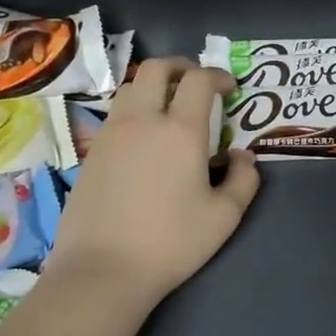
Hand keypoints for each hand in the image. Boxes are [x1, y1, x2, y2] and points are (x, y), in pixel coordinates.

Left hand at [45, 58, 258, 305]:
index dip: (217, 76)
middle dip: (181, 67)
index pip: (198, 80)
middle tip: (197, 83)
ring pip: (131, 87)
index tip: (229, 88)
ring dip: (154, 85)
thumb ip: (244, 180)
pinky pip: (116, 114)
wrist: (103, 268)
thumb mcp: (224, 217)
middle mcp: (142, 120)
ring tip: (169, 106)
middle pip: (157, 69)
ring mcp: (111, 133)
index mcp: (180, 131)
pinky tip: (144, 138)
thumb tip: (242, 156)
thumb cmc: (171, 243)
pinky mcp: (92, 152)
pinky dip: (135, 109)